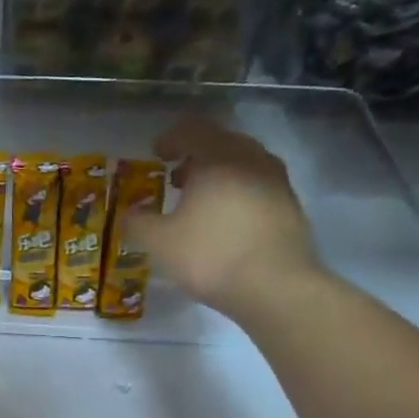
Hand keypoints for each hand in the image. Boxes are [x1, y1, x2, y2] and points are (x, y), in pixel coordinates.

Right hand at [127, 117, 325, 323]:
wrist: (277, 287)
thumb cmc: (211, 256)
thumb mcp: (159, 243)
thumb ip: (137, 223)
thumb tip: (128, 214)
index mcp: (217, 158)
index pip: (191, 130)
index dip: (170, 138)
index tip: (157, 154)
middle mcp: (251, 159)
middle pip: (220, 143)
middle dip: (196, 156)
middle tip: (176, 178)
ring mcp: (276, 181)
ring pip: (243, 164)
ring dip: (219, 175)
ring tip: (200, 201)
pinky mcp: (290, 206)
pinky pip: (257, 186)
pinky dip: (237, 193)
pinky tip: (225, 221)